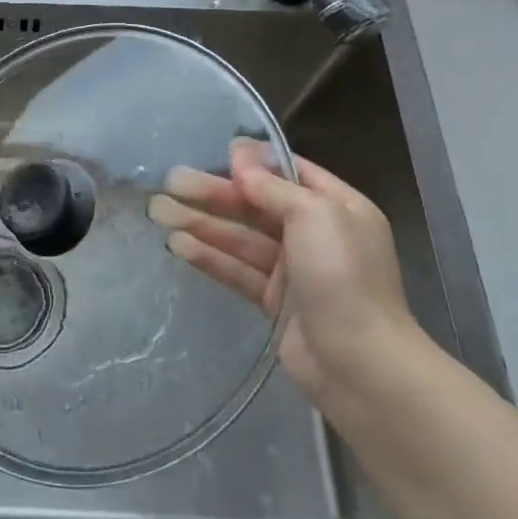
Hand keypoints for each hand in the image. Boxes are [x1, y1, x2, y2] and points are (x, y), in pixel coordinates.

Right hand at [150, 141, 420, 408]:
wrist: (359, 365)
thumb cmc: (342, 276)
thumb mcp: (314, 214)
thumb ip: (272, 185)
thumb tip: (241, 153)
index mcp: (337, 207)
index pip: (290, 173)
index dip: (252, 163)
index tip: (215, 153)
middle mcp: (316, 234)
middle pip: (256, 205)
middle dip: (213, 193)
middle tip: (170, 180)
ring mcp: (295, 270)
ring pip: (241, 237)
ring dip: (201, 222)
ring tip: (158, 210)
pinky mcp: (275, 302)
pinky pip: (237, 270)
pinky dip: (209, 256)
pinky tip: (176, 244)